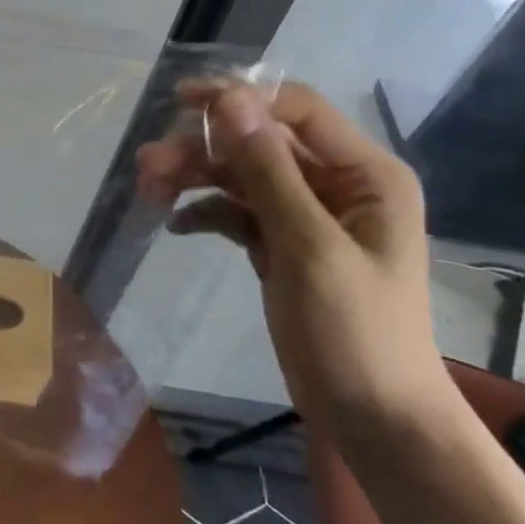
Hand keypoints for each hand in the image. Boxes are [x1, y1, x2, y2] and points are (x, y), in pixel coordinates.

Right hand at [135, 80, 452, 440]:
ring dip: (196, 177)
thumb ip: (268, 170)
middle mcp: (338, 184)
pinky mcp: (283, 244)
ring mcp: (308, 215)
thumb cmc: (355, 332)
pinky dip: (207, 212)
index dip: (239, 98)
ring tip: (148, 189)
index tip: (180, 103)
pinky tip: (176, 225)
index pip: (296, 109)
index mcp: (365, 174)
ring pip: (242, 175)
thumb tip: (229, 99)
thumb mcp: (308, 246)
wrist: (375, 424)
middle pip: (260, 141)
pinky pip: (238, 211)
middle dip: (204, 147)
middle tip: (148, 163)